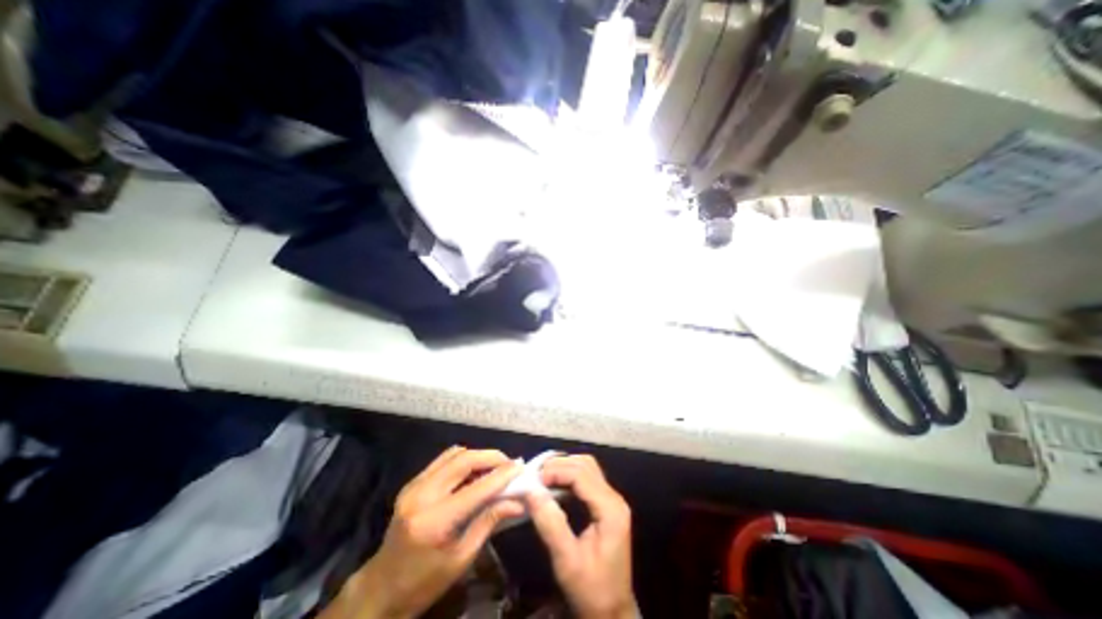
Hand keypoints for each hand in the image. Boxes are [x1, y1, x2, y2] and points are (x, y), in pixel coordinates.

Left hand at [324, 446, 522, 618]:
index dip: (502, 475)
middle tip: (509, 464)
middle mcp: (422, 495)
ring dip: (478, 456)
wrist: (380, 589)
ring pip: (454, 454)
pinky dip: (463, 460)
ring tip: (493, 468)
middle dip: (491, 457)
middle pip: (464, 459)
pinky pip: (443, 460)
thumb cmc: (423, 583)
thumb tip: (518, 502)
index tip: (521, 467)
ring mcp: (414, 485)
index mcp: (435, 521)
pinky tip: (473, 473)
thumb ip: (489, 522)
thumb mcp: (461, 559)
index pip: (477, 488)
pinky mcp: (412, 482)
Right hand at [523, 454, 637, 618]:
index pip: (582, 475)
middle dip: (560, 465)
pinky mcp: (606, 504)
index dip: (557, 471)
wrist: (612, 613)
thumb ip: (551, 524)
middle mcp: (614, 498)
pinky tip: (556, 484)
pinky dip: (570, 475)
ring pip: (588, 468)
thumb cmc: (591, 589)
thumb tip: (531, 492)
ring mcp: (612, 500)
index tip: (534, 479)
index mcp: (610, 509)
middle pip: (586, 465)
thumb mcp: (567, 561)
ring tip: (543, 477)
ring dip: (565, 467)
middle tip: (536, 475)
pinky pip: (588, 478)